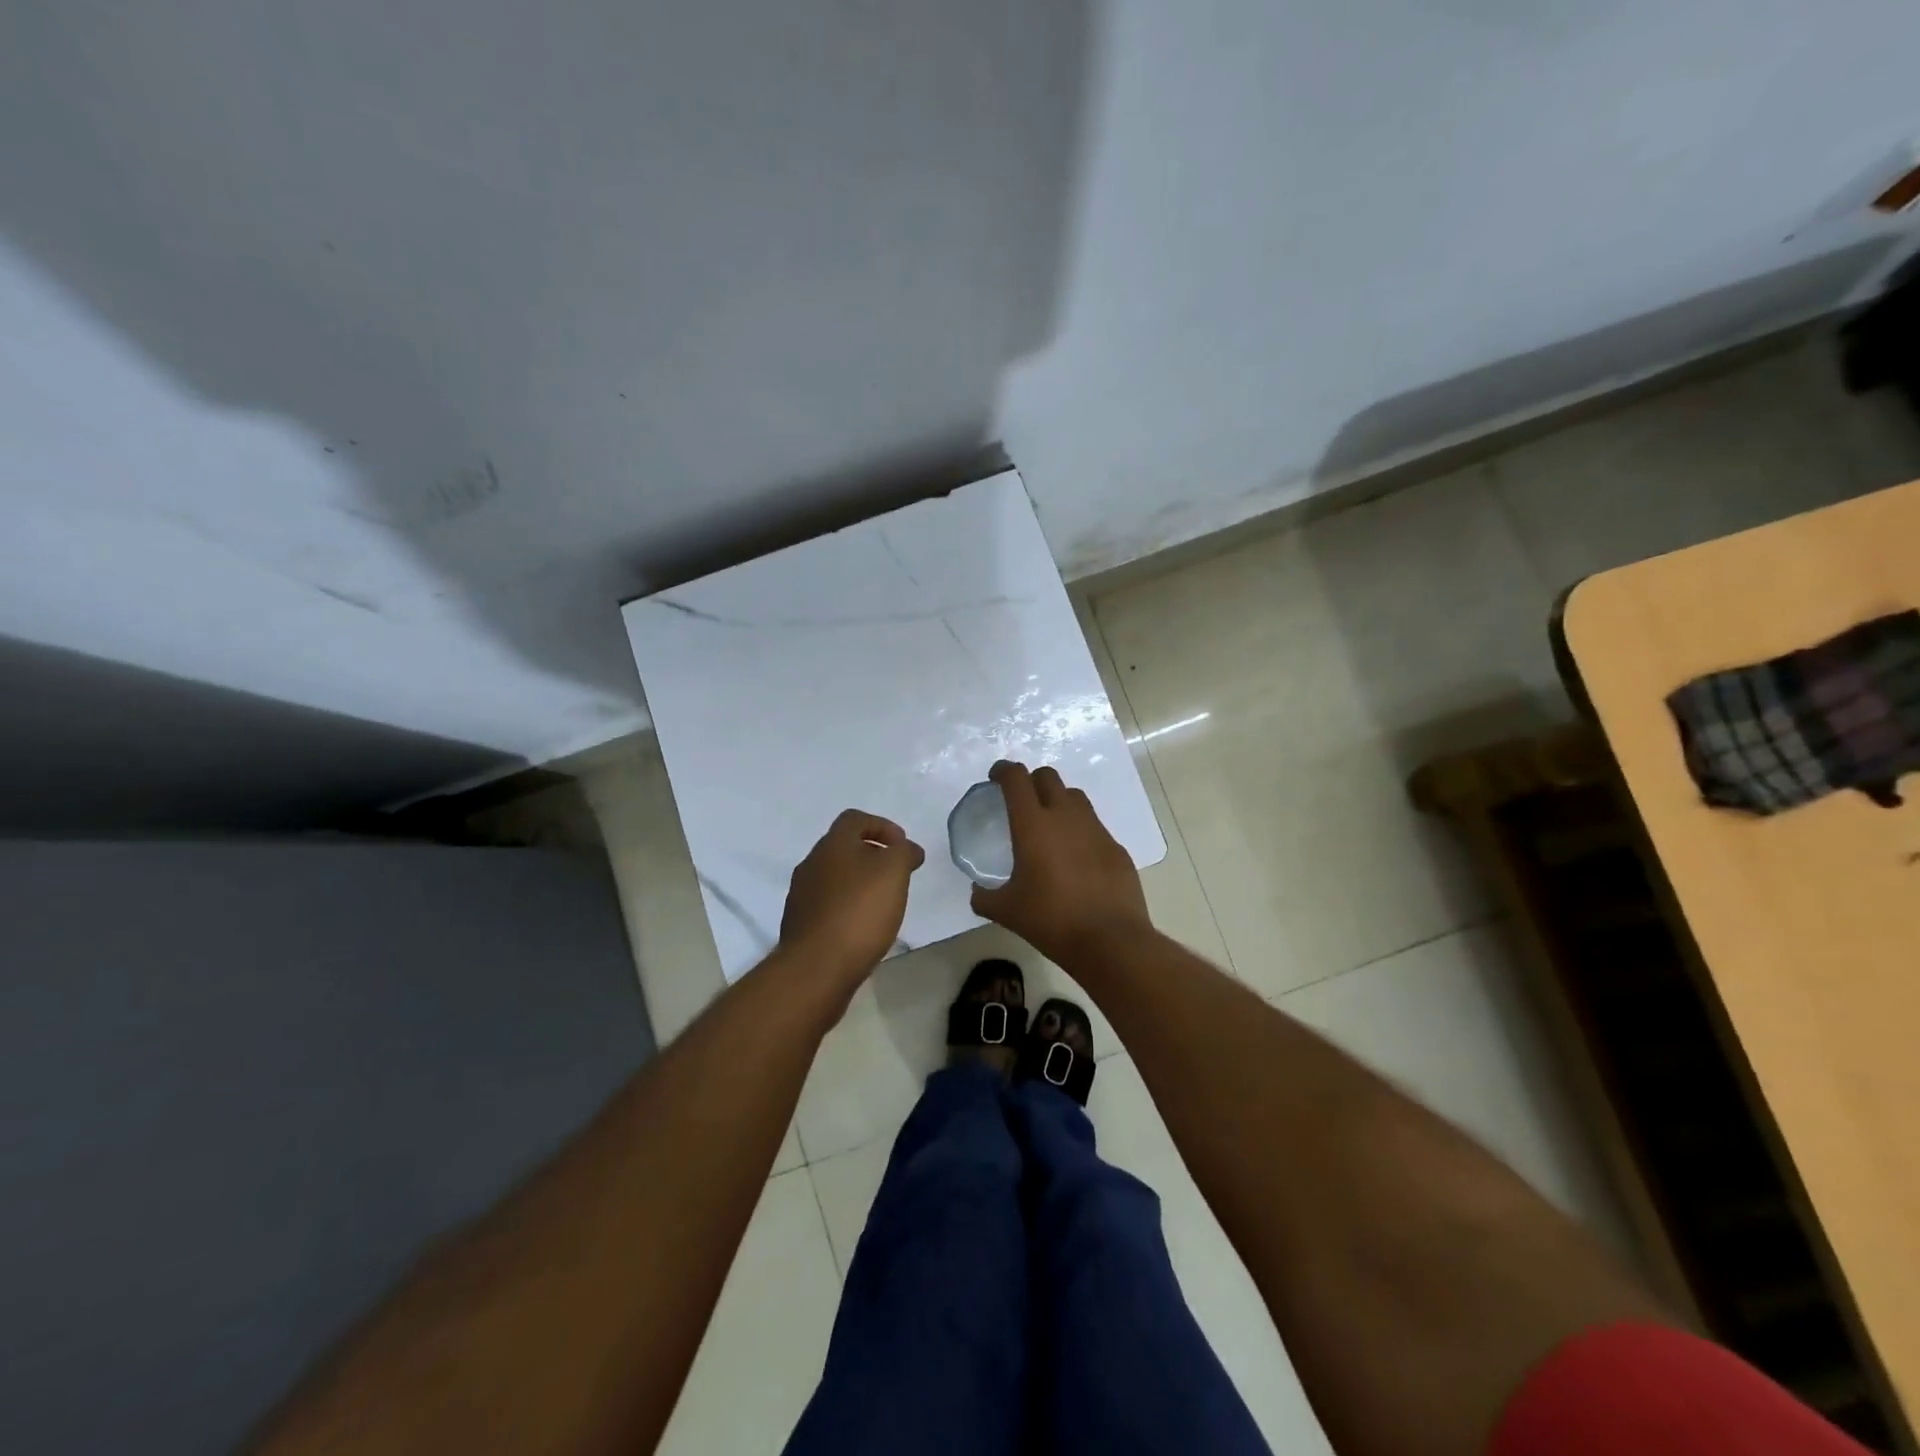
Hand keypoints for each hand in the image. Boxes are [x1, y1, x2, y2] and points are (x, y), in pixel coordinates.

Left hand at [779, 810, 925, 981]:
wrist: (816, 968)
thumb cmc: (859, 911)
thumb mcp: (894, 872)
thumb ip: (904, 853)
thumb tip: (908, 849)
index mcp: (832, 844)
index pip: (855, 819)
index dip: (882, 826)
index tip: (902, 846)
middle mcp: (812, 863)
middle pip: (843, 848)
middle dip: (872, 856)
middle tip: (897, 875)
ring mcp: (801, 895)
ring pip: (835, 878)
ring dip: (859, 883)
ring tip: (883, 904)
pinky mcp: (800, 925)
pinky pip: (828, 906)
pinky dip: (848, 908)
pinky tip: (863, 928)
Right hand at [970, 760, 1150, 964]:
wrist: (1110, 940)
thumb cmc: (1051, 920)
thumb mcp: (1007, 912)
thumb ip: (985, 898)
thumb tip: (977, 893)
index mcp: (1033, 825)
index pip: (1016, 779)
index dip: (1003, 770)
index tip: (995, 777)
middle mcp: (1065, 817)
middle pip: (1048, 777)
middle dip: (1031, 780)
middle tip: (1021, 800)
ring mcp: (1095, 829)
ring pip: (1075, 797)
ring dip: (1058, 800)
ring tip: (1049, 824)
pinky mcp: (1116, 847)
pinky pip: (1094, 826)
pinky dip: (1080, 830)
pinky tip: (1076, 857)